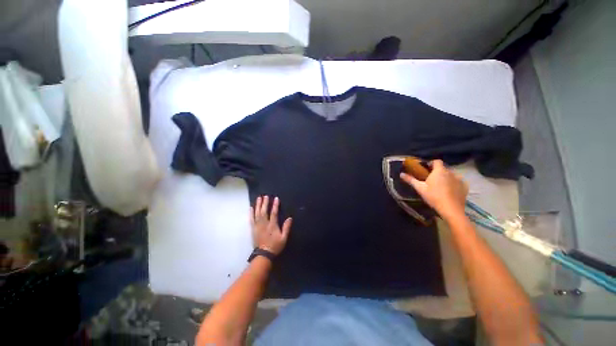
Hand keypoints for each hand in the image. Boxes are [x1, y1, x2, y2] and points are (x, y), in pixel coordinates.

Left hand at [250, 196, 291, 254]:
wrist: (264, 254)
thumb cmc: (275, 246)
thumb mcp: (284, 238)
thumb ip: (286, 227)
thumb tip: (290, 218)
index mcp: (272, 225)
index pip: (273, 213)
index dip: (275, 205)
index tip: (276, 198)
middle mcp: (264, 224)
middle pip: (264, 211)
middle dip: (265, 203)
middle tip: (265, 196)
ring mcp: (257, 226)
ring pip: (257, 213)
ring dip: (258, 205)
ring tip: (258, 198)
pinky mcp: (253, 229)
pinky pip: (251, 219)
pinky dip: (251, 213)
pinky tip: (251, 208)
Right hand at [400, 160, 467, 220]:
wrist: (451, 210)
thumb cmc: (434, 197)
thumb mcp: (420, 188)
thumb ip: (411, 180)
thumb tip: (401, 174)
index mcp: (439, 171)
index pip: (436, 161)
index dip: (431, 163)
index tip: (425, 169)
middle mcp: (451, 172)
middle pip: (443, 168)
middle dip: (437, 172)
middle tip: (430, 180)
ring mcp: (459, 179)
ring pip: (451, 175)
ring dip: (446, 177)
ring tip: (440, 186)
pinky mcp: (465, 187)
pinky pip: (458, 182)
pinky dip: (454, 184)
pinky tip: (449, 191)